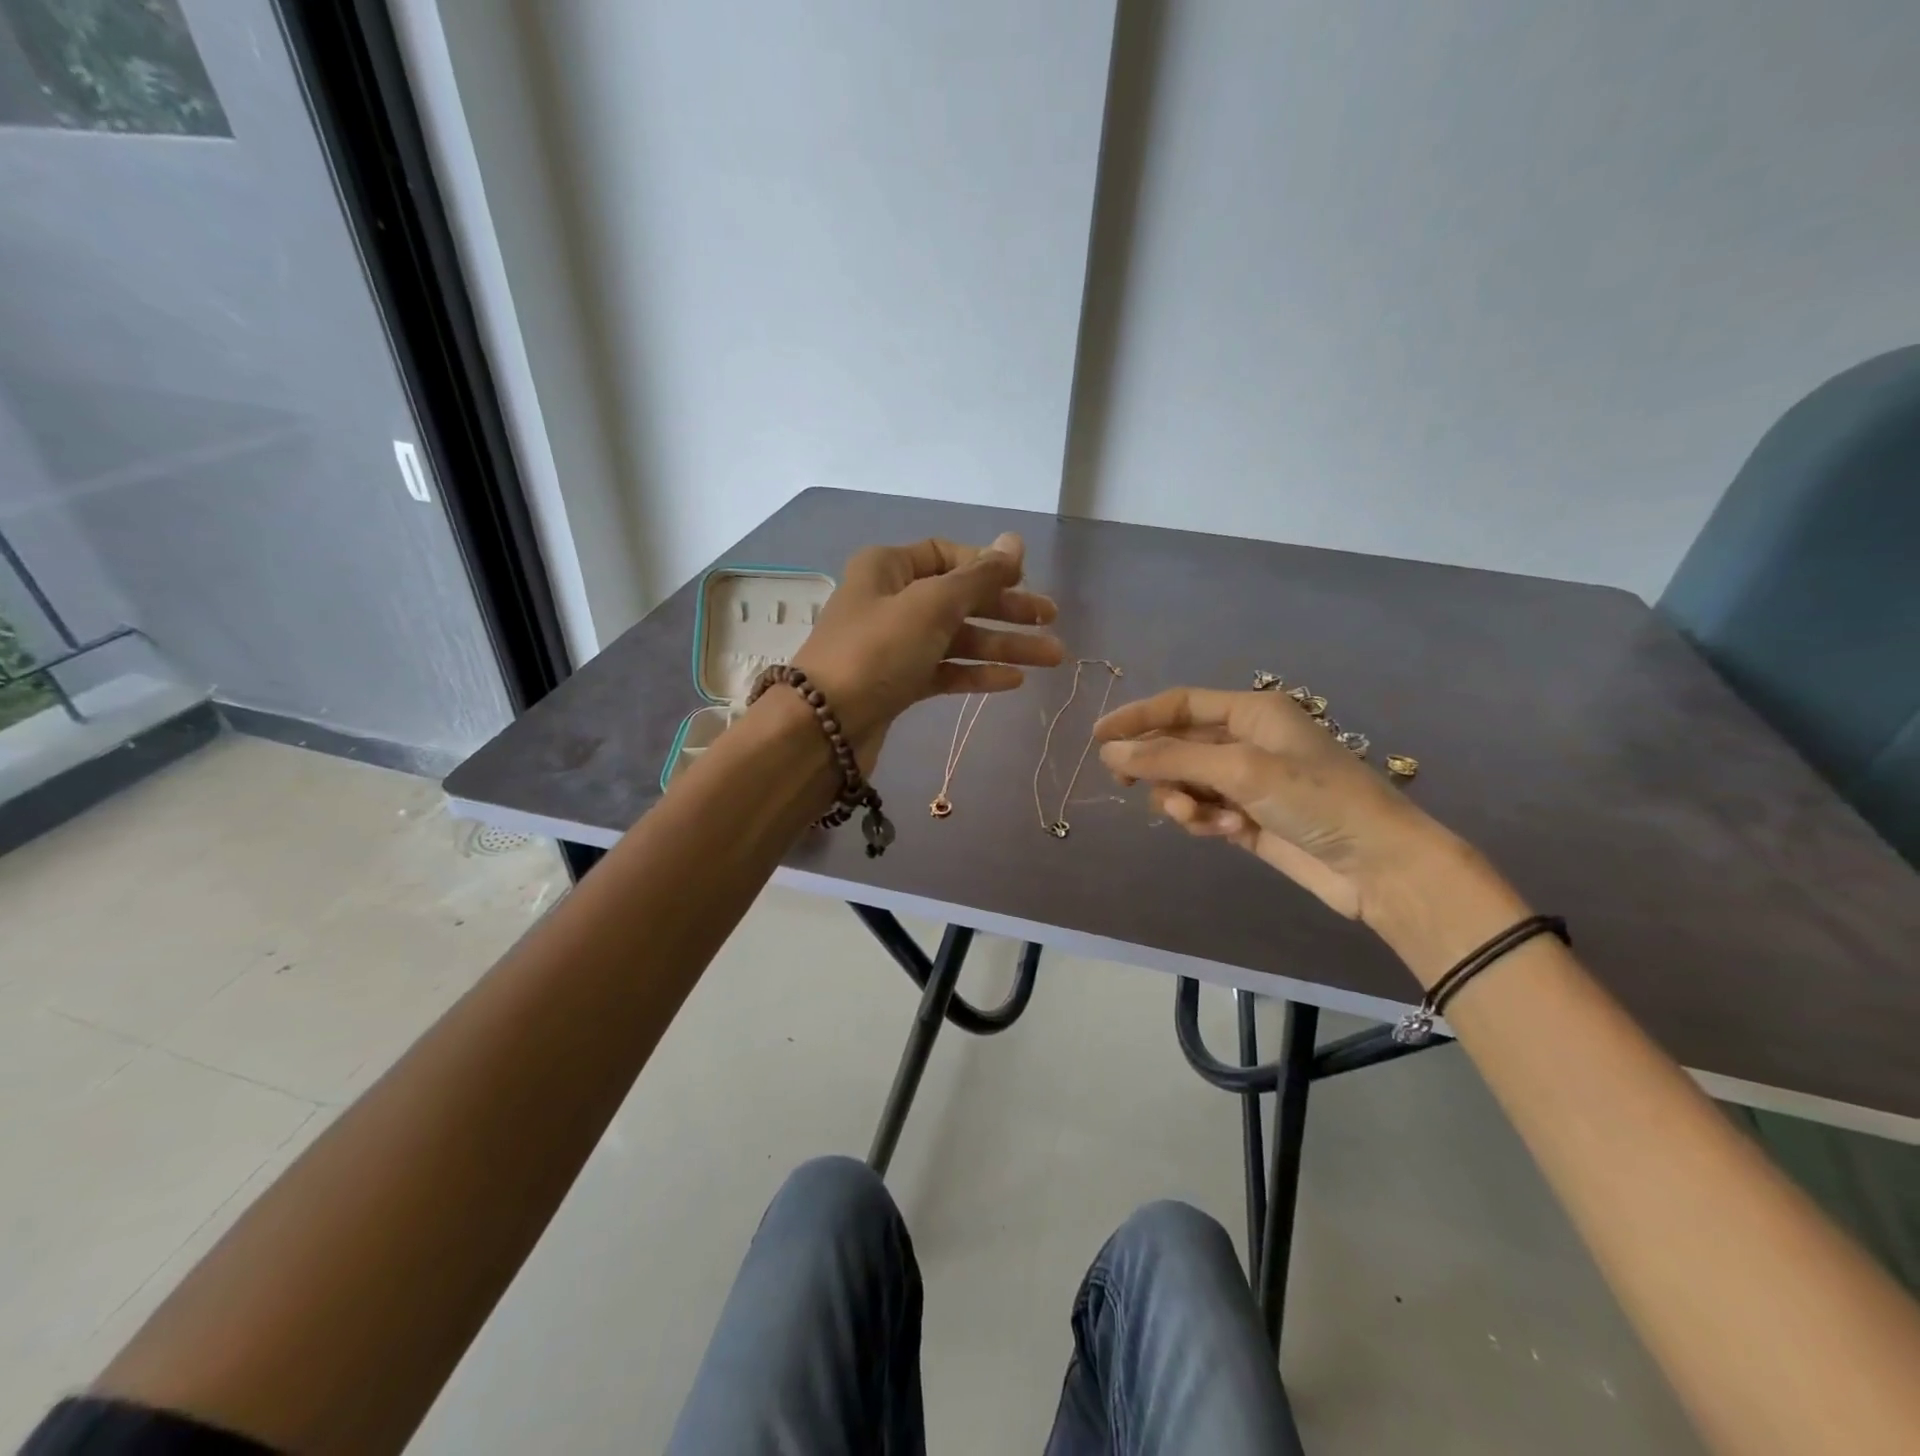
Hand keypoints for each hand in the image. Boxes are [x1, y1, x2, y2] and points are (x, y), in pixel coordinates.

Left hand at [791, 533, 1063, 769]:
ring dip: (1003, 646)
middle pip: (959, 597)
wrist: (824, 726)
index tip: (1025, 582)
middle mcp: (890, 600)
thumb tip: (1014, 541)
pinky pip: (944, 670)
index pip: (946, 554)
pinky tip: (1014, 681)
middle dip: (1007, 610)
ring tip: (1052, 657)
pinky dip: (976, 673)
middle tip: (1051, 621)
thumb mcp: (932, 605)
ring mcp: (894, 644)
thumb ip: (979, 576)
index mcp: (888, 567)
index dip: (987, 566)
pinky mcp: (898, 682)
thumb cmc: (877, 651)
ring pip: (957, 638)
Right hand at [1094, 687, 1442, 919]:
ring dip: (1183, 800)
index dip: (1136, 717)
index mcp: (1251, 712)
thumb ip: (1170, 758)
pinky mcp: (1247, 818)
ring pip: (1186, 783)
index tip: (1097, 737)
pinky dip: (1205, 821)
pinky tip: (1228, 832)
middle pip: (1178, 745)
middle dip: (1157, 767)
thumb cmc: (1314, 799)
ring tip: (1200, 819)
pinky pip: (1204, 811)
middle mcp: (1246, 740)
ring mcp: (1246, 781)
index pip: (1179, 705)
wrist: (1378, 865)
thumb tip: (1110, 751)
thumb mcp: (1239, 769)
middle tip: (1123, 785)